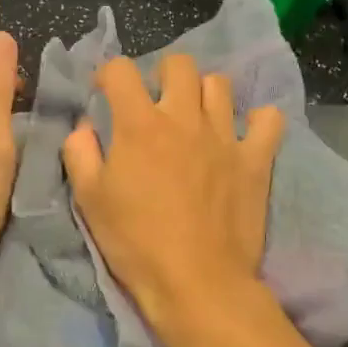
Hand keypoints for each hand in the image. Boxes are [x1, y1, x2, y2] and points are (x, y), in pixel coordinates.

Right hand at [63, 54, 285, 331]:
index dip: (109, 76)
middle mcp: (184, 118)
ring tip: (195, 118)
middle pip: (179, 64)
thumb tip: (84, 127)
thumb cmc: (135, 243)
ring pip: (219, 85)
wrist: (196, 282)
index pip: (121, 70)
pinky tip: (243, 134)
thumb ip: (80, 154)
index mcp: (140, 125)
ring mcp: (224, 137)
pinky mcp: (255, 160)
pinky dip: (257, 121)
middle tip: (155, 103)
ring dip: (203, 94)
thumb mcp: (90, 200)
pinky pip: (267, 120)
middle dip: (162, 75)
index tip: (106, 95)